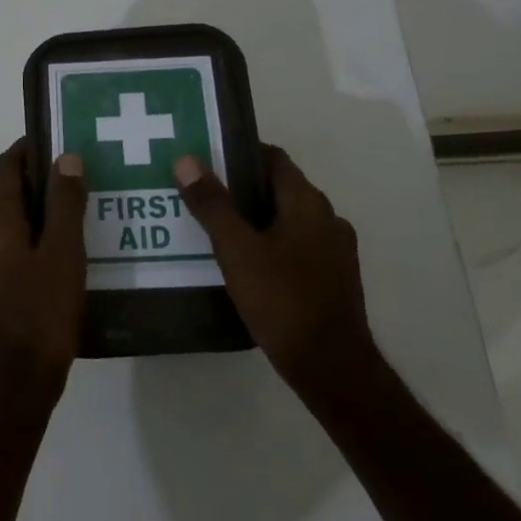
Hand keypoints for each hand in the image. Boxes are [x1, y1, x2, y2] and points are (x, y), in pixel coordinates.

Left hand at [0, 140, 87, 418]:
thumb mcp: (63, 255)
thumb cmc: (39, 315)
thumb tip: (65, 158)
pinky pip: (6, 254)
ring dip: (37, 217)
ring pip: (7, 228)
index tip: (60, 140)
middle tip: (81, 182)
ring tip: (78, 220)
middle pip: (6, 196)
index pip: (6, 167)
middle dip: (40, 184)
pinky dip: (30, 245)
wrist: (9, 390)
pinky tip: (61, 261)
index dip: (30, 149)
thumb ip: (64, 203)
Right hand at [173, 145, 377, 400]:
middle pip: (279, 189)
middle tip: (200, 195)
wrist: (331, 367)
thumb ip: (212, 204)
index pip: (273, 158)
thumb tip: (187, 160)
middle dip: (241, 189)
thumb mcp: (237, 250)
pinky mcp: (332, 279)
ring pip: (287, 220)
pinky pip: (296, 247)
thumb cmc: (283, 300)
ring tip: (215, 230)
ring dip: (255, 219)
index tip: (206, 159)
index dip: (240, 154)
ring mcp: (334, 250)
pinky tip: (244, 265)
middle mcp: (327, 218)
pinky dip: (270, 245)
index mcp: (307, 202)